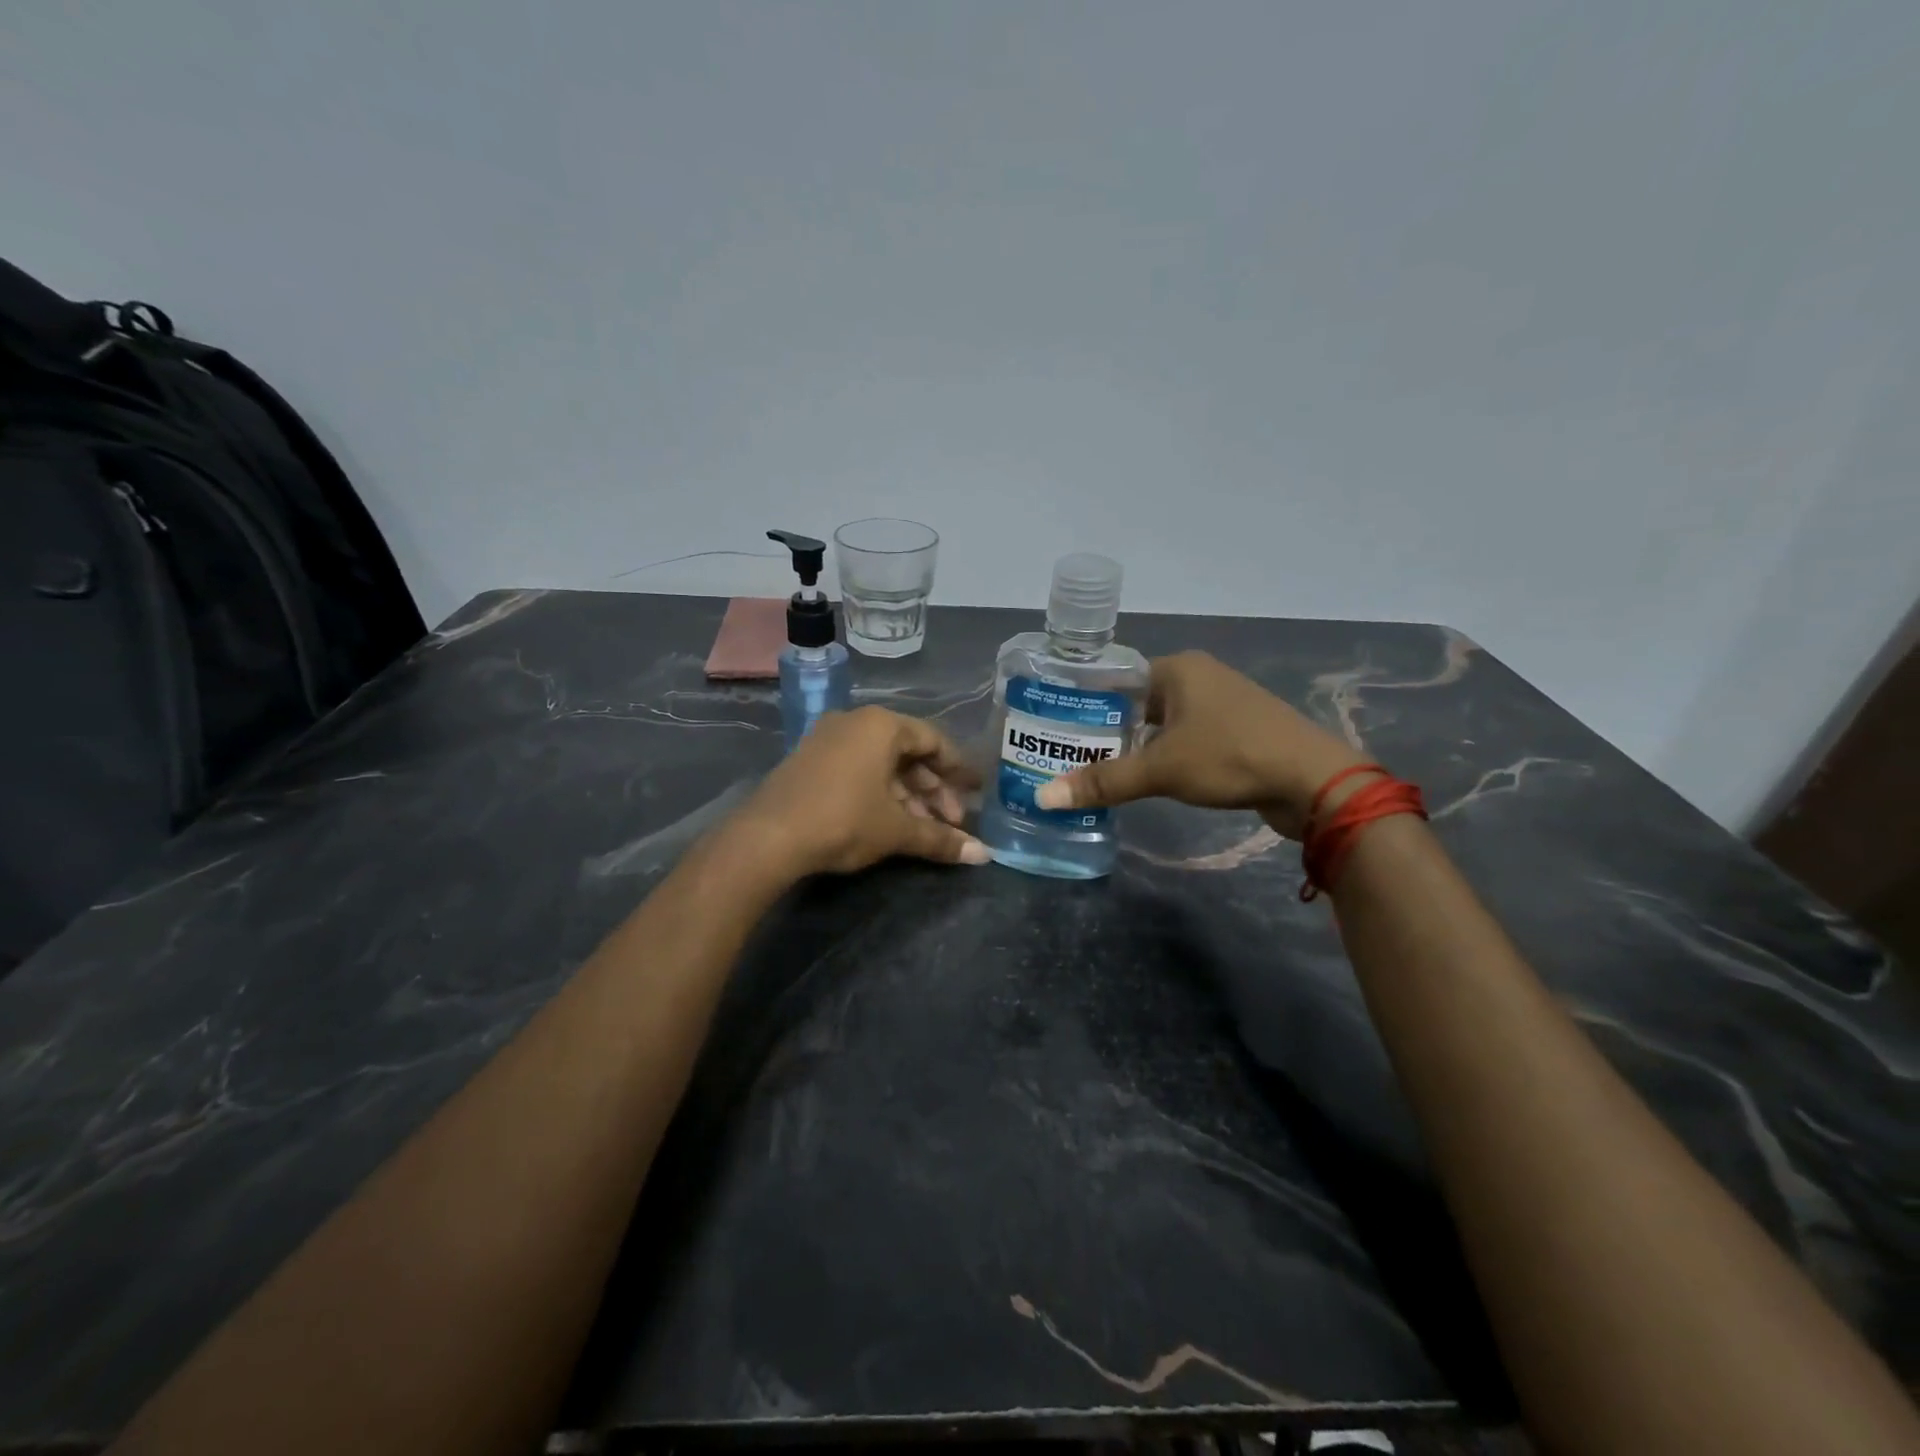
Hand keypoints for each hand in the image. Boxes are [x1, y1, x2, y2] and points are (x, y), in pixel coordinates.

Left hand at [732, 707, 988, 876]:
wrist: (768, 837)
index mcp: (882, 725)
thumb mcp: (897, 830)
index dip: (958, 769)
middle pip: (908, 753)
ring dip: (907, 795)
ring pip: (881, 764)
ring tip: (923, 829)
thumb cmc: (844, 820)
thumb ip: (941, 839)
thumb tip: (984, 855)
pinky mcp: (809, 761)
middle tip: (951, 821)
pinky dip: (879, 792)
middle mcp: (855, 722)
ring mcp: (827, 739)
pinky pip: (857, 769)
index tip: (976, 792)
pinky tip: (889, 822)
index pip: (933, 740)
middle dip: (932, 790)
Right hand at [1033, 651, 1366, 837]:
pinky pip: (1186, 736)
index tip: (1055, 726)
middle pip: (1137, 701)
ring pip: (1162, 721)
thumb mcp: (1161, 769)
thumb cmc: (1230, 757)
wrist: (1313, 781)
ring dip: (1136, 743)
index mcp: (1178, 668)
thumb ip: (1103, 782)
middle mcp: (1199, 676)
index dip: (1085, 702)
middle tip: (1068, 753)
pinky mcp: (1237, 730)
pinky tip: (1145, 775)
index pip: (1116, 678)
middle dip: (1107, 727)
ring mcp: (1222, 703)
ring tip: (1097, 767)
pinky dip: (1164, 753)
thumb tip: (1043, 797)